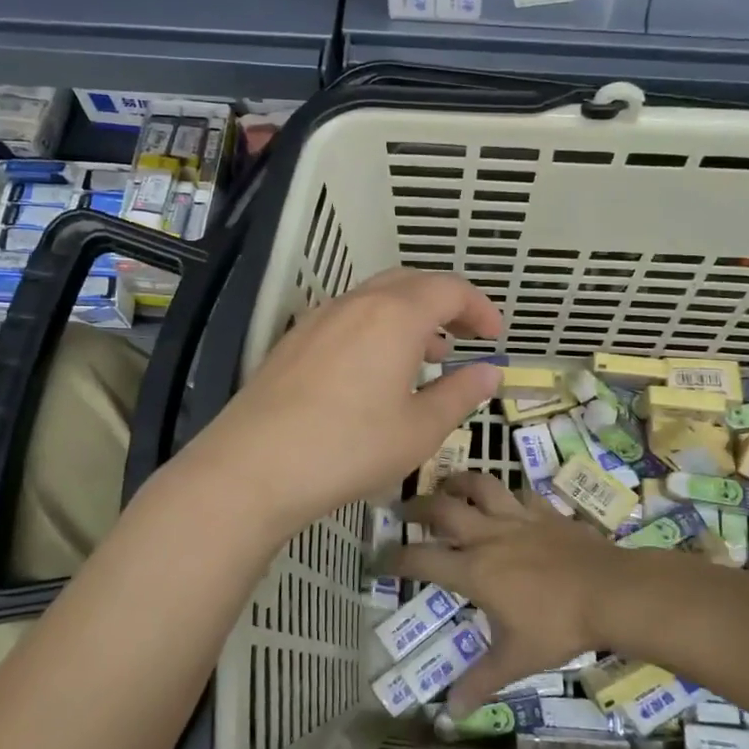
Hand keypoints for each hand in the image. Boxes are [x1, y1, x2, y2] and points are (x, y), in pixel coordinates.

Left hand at [181, 269, 503, 540]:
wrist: (253, 467)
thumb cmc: (349, 448)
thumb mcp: (419, 429)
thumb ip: (459, 394)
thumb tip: (489, 372)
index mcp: (395, 315)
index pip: (449, 289)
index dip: (479, 307)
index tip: (494, 336)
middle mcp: (355, 303)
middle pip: (410, 282)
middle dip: (444, 303)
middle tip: (463, 336)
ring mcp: (318, 319)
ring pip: (374, 298)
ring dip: (408, 315)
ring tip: (424, 354)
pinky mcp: (293, 341)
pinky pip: (346, 317)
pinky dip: (375, 328)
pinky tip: (373, 370)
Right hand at [393, 473, 628, 711]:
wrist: (610, 591)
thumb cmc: (558, 626)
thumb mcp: (516, 659)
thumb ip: (481, 681)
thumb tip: (450, 714)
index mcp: (474, 571)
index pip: (421, 560)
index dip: (395, 559)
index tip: (378, 559)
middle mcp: (488, 536)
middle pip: (442, 509)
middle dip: (416, 507)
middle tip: (402, 509)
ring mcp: (518, 519)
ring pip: (480, 486)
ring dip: (459, 482)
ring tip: (447, 484)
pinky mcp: (545, 511)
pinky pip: (520, 493)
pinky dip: (508, 494)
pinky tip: (507, 499)